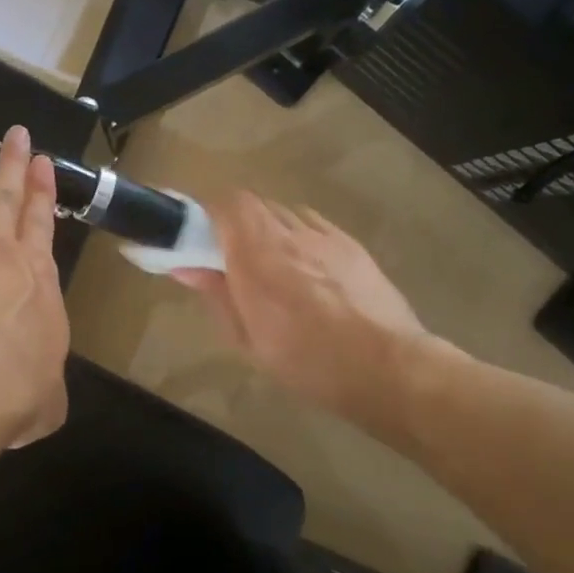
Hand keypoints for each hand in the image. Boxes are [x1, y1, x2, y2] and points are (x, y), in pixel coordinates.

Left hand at [0, 127, 70, 449]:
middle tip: (15, 135)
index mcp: (35, 277)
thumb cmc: (12, 389)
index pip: (43, 223)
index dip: (44, 191)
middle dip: (13, 165)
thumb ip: (44, 387)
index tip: (42, 161)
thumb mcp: (47, 398)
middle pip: (7, 199)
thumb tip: (41, 395)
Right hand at [174, 193, 440, 443]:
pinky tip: (305, 265)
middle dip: (236, 222)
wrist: (386, 369)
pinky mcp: (352, 244)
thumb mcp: (247, 339)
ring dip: (269, 228)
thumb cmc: (306, 362)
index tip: (198, 236)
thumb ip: (216, 295)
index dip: (208, 213)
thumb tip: (186, 267)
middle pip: (254, 204)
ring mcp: (324, 236)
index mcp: (255, 255)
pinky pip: (315, 224)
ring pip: (285, 213)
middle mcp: (288, 234)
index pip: (225, 203)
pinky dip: (299, 234)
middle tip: (231, 254)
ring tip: (271, 261)